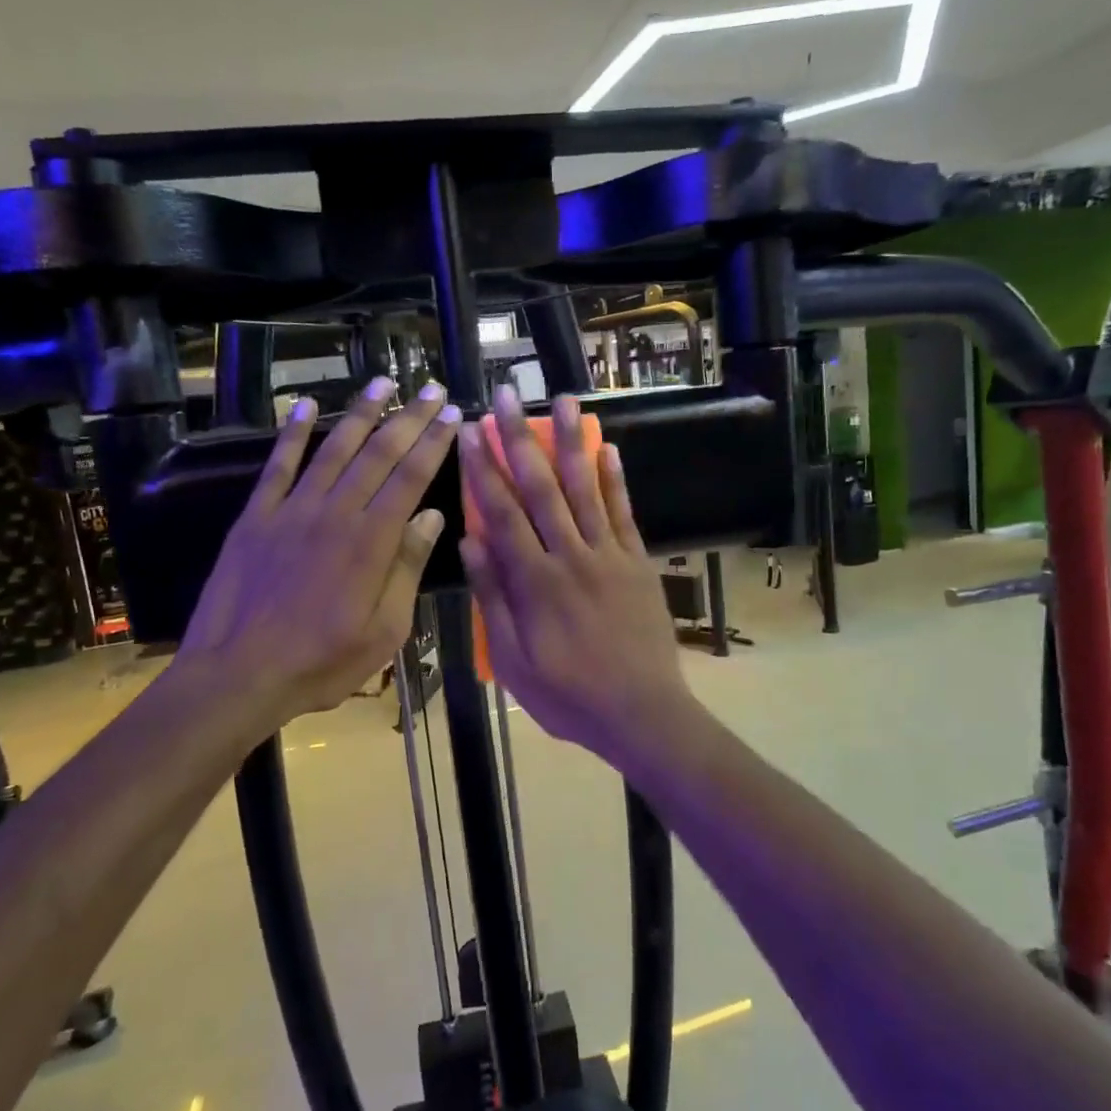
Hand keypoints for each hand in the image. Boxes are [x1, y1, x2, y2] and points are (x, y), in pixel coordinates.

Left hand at [172, 376, 459, 730]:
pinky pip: (278, 466)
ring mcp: (292, 511)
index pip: (411, 477)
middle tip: (431, 387)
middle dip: (409, 417)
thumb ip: (407, 568)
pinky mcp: (256, 518)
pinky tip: (306, 406)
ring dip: (360, 413)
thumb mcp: (384, 630)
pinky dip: (293, 433)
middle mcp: (336, 513)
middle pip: (378, 453)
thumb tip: (433, 516)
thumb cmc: (321, 663)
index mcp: (372, 541)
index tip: (453, 413)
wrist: (238, 675)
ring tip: (381, 382)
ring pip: (333, 449)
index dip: (434, 442)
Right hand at [458, 386, 694, 755]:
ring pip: (586, 490)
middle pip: (541, 489)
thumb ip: (494, 599)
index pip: (502, 514)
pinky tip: (607, 447)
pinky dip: (615, 479)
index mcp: (535, 582)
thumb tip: (471, 541)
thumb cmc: (569, 696)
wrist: (642, 714)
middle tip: (505, 397)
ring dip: (571, 443)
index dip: (483, 470)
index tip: (469, 433)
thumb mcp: (514, 661)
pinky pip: (624, 513)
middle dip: (519, 440)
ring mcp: (610, 556)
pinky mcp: (637, 563)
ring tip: (563, 400)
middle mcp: (571, 557)